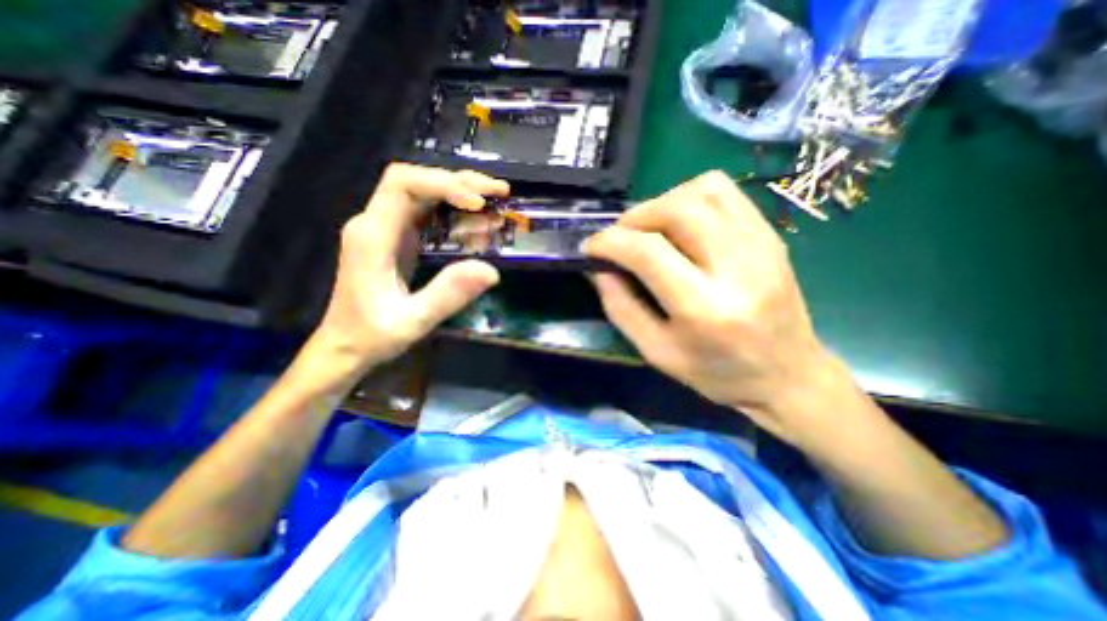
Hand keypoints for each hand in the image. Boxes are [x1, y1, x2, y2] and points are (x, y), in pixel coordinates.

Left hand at [307, 163, 505, 385]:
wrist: (344, 346)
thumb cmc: (372, 336)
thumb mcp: (413, 321)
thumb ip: (448, 294)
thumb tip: (491, 271)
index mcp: (373, 235)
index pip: (403, 185)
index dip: (444, 184)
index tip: (478, 203)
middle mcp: (375, 223)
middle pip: (416, 181)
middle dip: (460, 182)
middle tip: (499, 192)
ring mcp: (385, 229)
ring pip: (422, 193)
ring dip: (459, 192)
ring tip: (493, 200)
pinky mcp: (396, 239)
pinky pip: (425, 213)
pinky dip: (453, 210)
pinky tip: (475, 220)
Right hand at [582, 169, 848, 440]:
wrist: (788, 375)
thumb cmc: (716, 373)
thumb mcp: (656, 352)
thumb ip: (621, 308)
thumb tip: (599, 268)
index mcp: (705, 308)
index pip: (648, 252)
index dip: (610, 242)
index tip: (591, 247)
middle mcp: (737, 267)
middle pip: (676, 209)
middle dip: (635, 217)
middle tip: (620, 237)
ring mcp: (760, 244)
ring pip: (702, 190)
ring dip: (662, 203)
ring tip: (648, 229)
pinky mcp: (770, 235)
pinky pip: (725, 192)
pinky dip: (690, 198)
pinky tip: (680, 224)